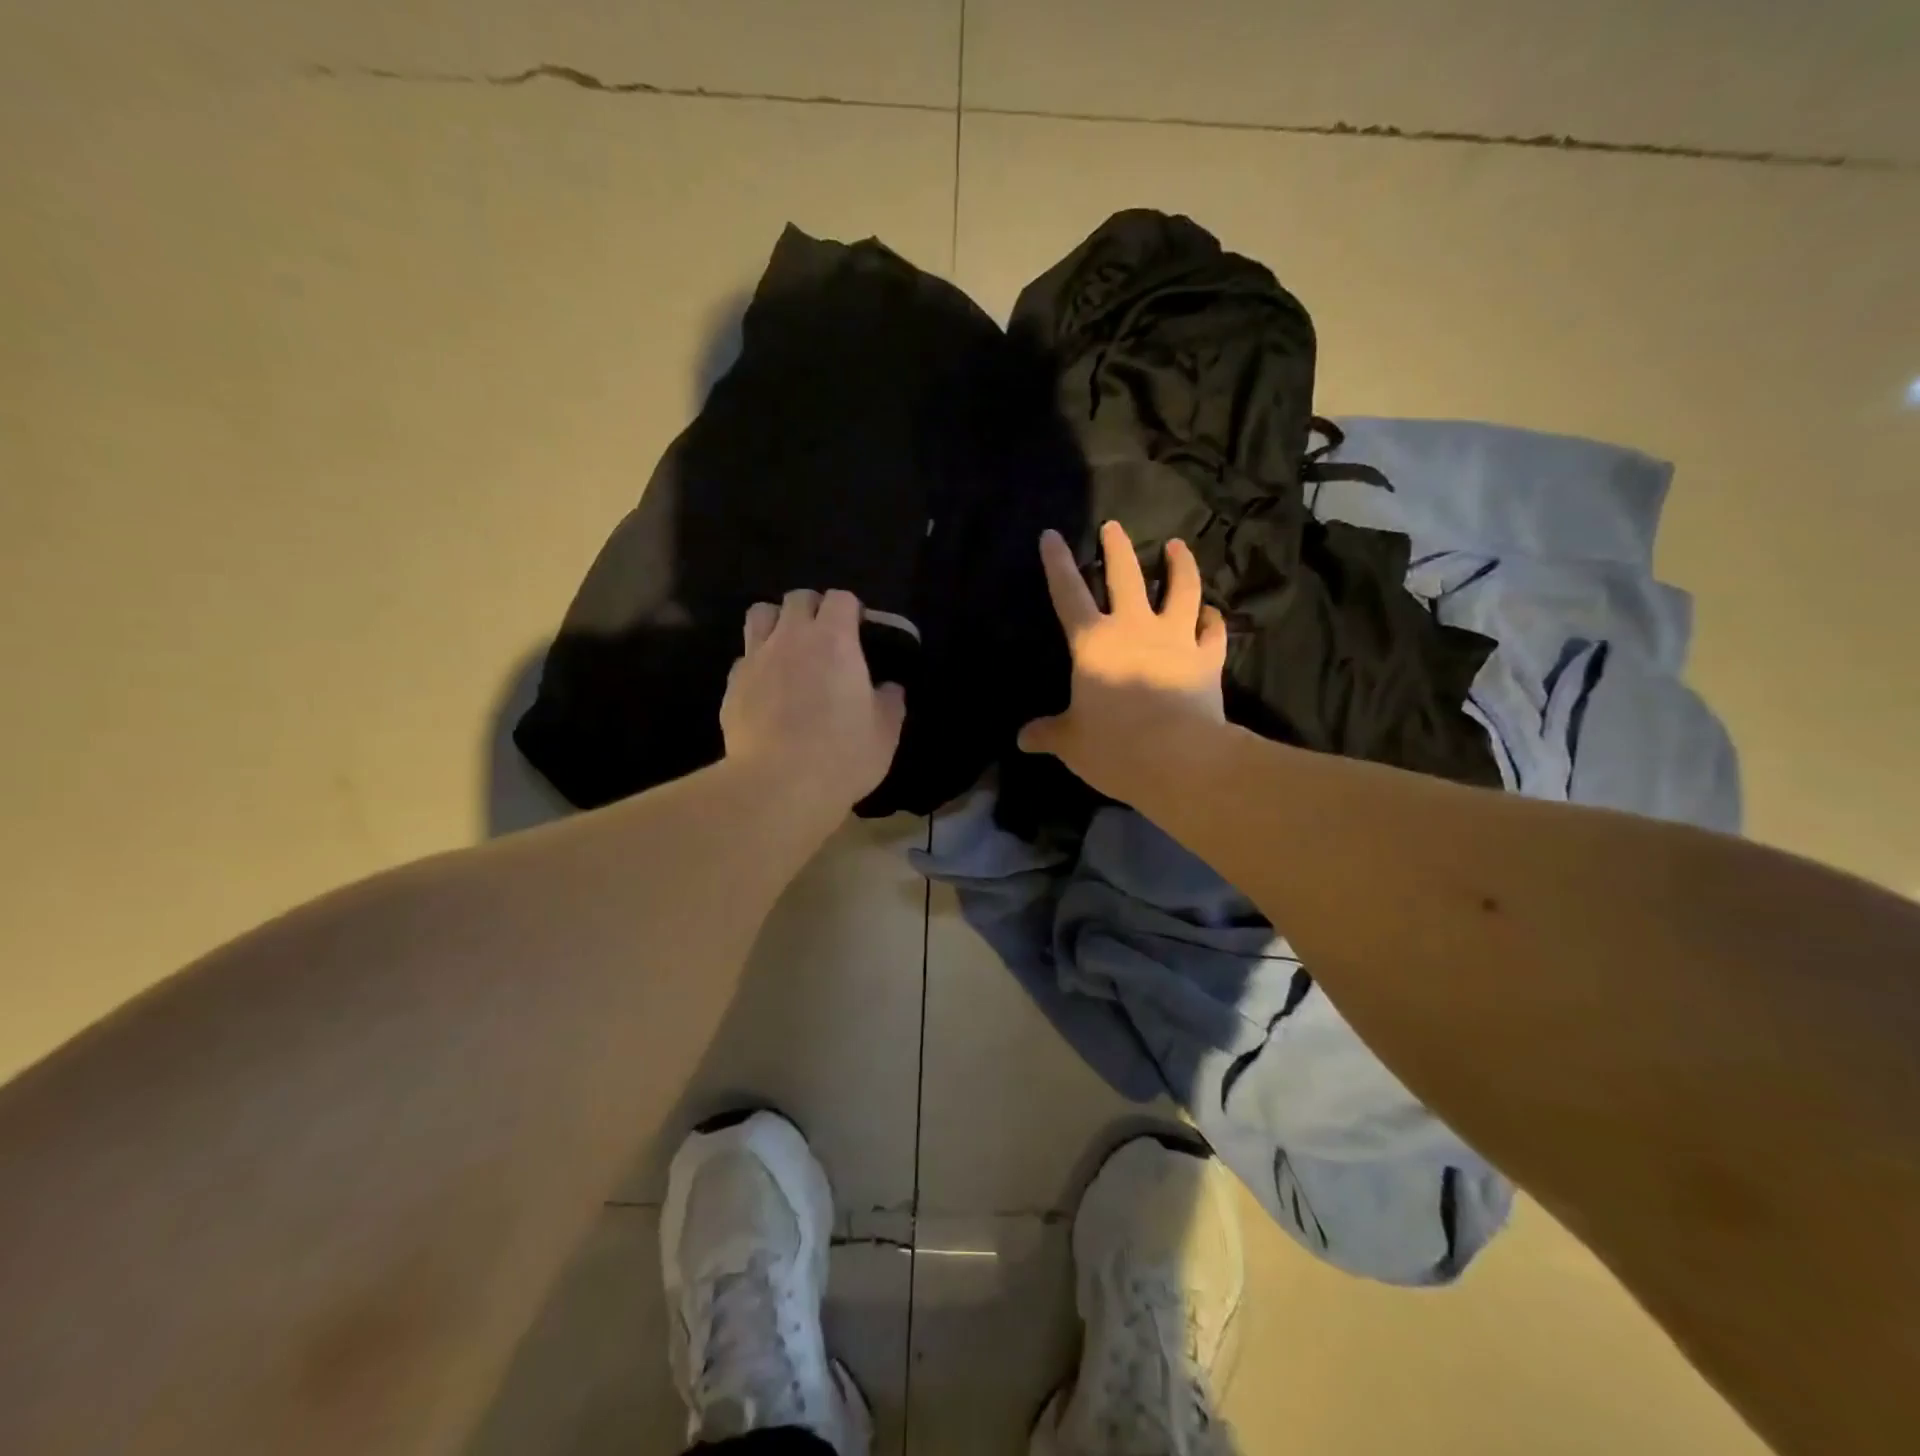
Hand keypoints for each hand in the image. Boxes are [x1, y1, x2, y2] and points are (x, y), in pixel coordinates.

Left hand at [721, 589, 906, 816]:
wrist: (777, 785)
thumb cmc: (842, 755)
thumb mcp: (884, 733)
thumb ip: (890, 702)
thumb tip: (890, 689)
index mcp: (834, 640)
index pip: (840, 598)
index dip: (851, 609)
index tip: (859, 629)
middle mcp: (791, 638)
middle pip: (798, 598)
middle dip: (813, 608)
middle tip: (825, 637)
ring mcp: (756, 659)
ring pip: (760, 614)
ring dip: (777, 622)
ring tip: (789, 648)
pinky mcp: (732, 685)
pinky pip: (744, 658)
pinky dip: (757, 663)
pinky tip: (767, 688)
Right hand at [1018, 522, 1227, 797]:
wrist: (1178, 759)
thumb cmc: (1114, 747)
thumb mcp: (1071, 743)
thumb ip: (1048, 733)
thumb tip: (1023, 739)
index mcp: (1093, 643)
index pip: (1068, 594)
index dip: (1057, 563)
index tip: (1052, 534)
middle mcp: (1134, 629)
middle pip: (1125, 576)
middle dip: (1117, 547)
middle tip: (1114, 526)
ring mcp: (1176, 640)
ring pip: (1181, 589)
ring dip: (1180, 565)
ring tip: (1177, 546)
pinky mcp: (1208, 659)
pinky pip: (1213, 630)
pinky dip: (1213, 619)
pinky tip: (1211, 613)